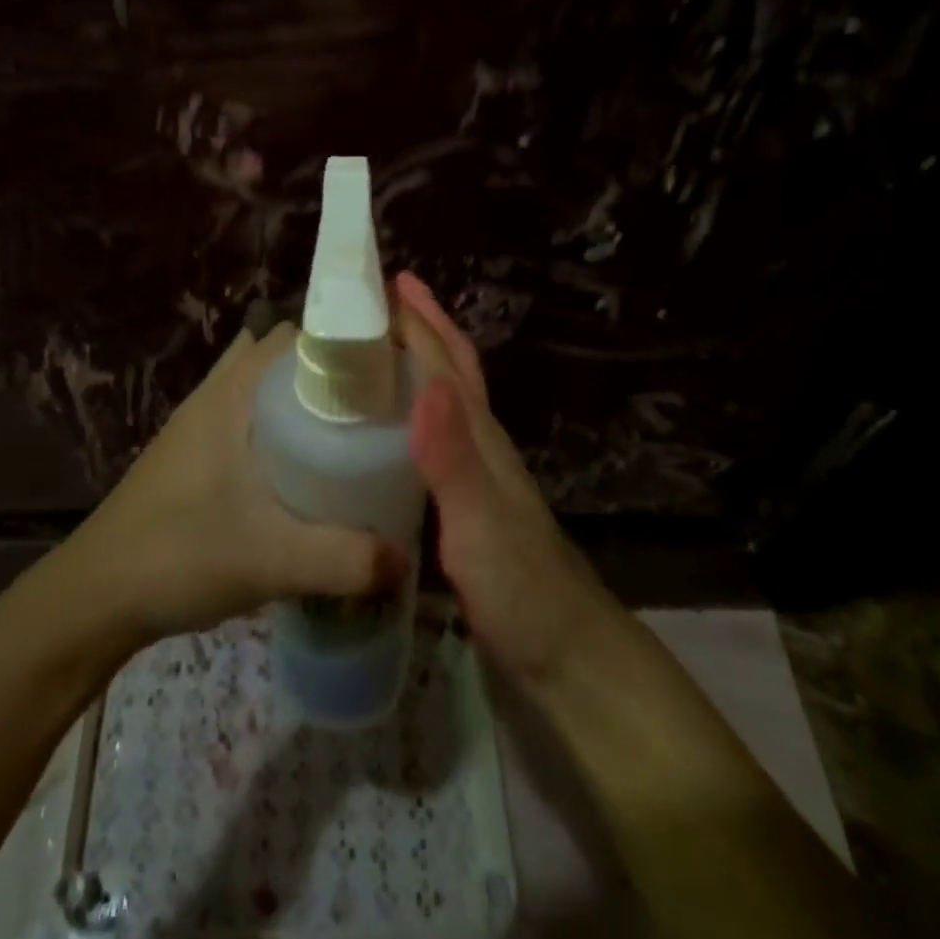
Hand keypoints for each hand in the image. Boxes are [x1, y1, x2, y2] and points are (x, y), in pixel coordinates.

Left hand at [73, 321, 404, 641]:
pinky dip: (282, 426)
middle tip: (381, 407)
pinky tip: (306, 469)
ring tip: (352, 433)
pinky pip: (252, 417)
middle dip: (333, 372)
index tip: (391, 368)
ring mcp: (203, 420)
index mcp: (234, 392)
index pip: (296, 335)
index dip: (345, 341)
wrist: (98, 593)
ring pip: (266, 388)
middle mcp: (218, 392)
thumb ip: (346, 560)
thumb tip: (406, 558)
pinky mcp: (196, 451)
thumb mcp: (272, 559)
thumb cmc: (179, 554)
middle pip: (285, 357)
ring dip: (304, 400)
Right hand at [395, 271, 608, 688]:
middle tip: (377, 301)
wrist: (566, 658)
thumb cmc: (522, 589)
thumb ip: (452, 459)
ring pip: (441, 402)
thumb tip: (427, 382)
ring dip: (414, 365)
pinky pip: (430, 440)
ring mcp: (474, 475)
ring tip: (373, 350)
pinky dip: (409, 415)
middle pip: (451, 371)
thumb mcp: (479, 523)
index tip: (384, 281)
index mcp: (481, 437)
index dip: (420, 319)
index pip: (446, 363)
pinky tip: (384, 427)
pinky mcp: (463, 505)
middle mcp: (479, 444)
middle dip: (422, 328)